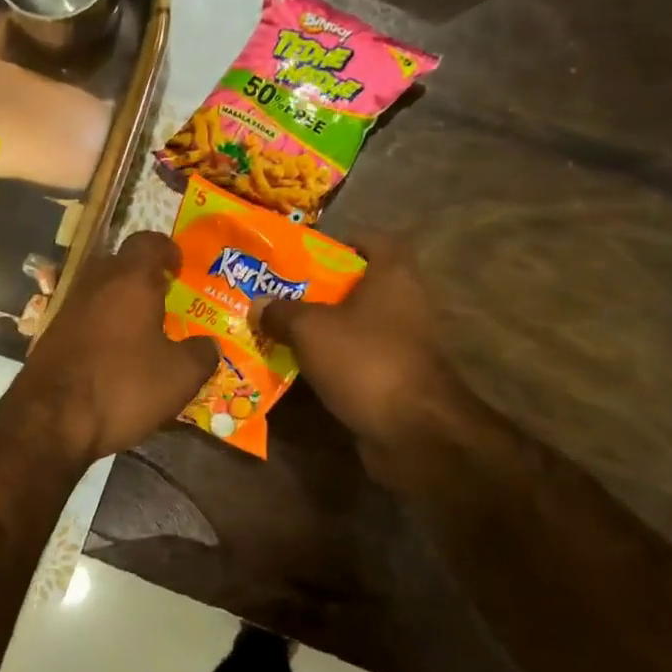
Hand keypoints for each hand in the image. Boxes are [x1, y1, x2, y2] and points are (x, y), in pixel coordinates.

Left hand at [6, 231, 219, 463]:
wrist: (50, 420)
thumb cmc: (122, 387)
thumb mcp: (180, 377)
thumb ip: (201, 354)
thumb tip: (208, 345)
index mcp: (129, 280)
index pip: (147, 242)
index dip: (166, 249)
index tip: (178, 266)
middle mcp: (94, 284)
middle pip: (119, 264)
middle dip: (142, 276)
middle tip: (165, 297)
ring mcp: (67, 309)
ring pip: (99, 292)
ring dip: (120, 303)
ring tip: (143, 329)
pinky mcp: (50, 336)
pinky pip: (84, 318)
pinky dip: (102, 326)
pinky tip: (114, 354)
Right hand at [259, 238, 516, 489]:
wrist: (413, 431)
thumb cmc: (365, 361)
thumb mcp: (311, 329)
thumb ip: (281, 312)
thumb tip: (258, 304)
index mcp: (392, 276)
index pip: (374, 241)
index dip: (341, 241)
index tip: (305, 253)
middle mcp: (403, 303)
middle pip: (357, 285)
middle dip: (318, 289)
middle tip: (278, 292)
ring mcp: (402, 343)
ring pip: (354, 325)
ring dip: (321, 328)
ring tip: (277, 328)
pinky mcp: (395, 377)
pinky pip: (355, 359)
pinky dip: (330, 361)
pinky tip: (296, 366)